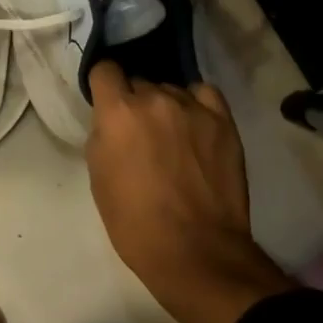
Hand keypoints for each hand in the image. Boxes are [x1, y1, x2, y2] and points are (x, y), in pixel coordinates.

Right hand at [86, 62, 293, 322]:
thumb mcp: (100, 178)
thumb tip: (112, 122)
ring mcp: (192, 107)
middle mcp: (155, 98)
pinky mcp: (222, 120)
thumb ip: (104, 136)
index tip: (106, 103)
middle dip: (135, 103)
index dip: (104, 86)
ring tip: (174, 137)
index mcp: (118, 112)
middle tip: (141, 134)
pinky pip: (203, 94)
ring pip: (171, 90)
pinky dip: (196, 104)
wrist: (196, 252)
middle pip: (139, 83)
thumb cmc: (136, 224)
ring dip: (166, 108)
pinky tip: (195, 125)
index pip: (105, 70)